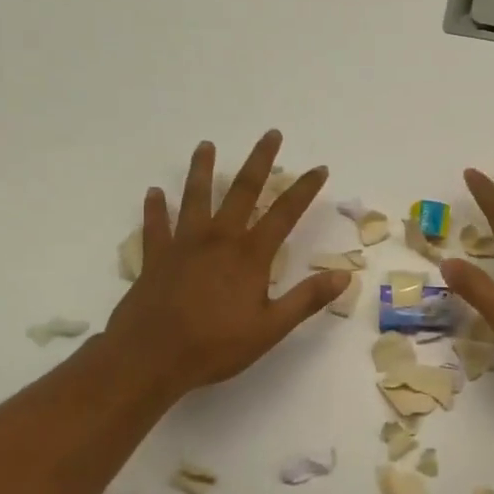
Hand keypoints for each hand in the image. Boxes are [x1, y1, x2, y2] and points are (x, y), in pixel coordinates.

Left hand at [99, 131, 347, 405]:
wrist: (150, 358)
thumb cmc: (215, 345)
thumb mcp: (270, 328)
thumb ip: (307, 299)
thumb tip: (344, 275)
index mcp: (250, 255)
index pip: (284, 213)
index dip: (304, 189)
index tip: (319, 168)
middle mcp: (219, 239)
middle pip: (242, 190)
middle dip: (259, 161)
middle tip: (270, 134)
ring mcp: (183, 245)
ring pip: (195, 197)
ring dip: (202, 169)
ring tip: (206, 146)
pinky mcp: (155, 257)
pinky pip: (155, 226)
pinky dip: (155, 208)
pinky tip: (154, 193)